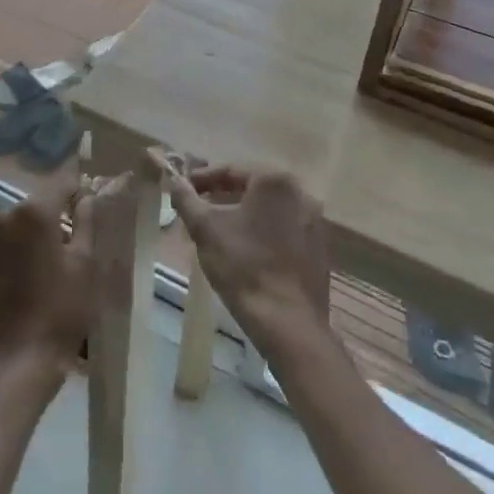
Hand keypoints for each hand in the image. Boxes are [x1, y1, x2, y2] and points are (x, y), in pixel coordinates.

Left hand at [0, 188, 97, 385]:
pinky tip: (11, 287)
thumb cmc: (61, 312)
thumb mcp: (86, 265)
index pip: (60, 185)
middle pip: (31, 209)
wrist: (15, 363)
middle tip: (61, 253)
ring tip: (33, 274)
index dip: (76, 195)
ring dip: (20, 241)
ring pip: (7, 229)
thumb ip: (87, 222)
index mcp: (33, 212)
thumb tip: (87, 196)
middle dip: (46, 222)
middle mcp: (0, 217)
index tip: (85, 211)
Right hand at [168, 167, 330, 348]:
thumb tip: (173, 180)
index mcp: (275, 180)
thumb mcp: (205, 228)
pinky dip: (263, 231)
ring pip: (269, 208)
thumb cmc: (243, 266)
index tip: (183, 189)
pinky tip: (246, 249)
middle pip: (252, 187)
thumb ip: (186, 198)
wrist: (288, 323)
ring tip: (218, 229)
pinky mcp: (319, 247)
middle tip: (198, 208)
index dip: (202, 179)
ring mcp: (315, 220)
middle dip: (223, 195)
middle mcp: (301, 192)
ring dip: (243, 213)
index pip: (230, 170)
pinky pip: (284, 228)